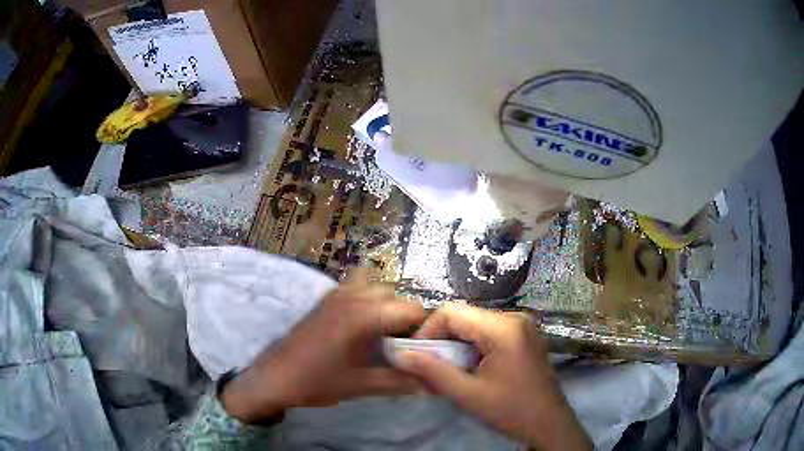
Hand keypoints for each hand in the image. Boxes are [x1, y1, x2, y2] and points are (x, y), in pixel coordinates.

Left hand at [221, 270, 424, 422]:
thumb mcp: (360, 385)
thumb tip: (432, 384)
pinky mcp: (326, 299)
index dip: (424, 327)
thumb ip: (399, 382)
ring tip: (383, 334)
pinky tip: (362, 325)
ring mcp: (336, 294)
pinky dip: (367, 299)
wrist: (274, 377)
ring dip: (386, 305)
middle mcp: (352, 296)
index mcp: (364, 316)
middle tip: (404, 345)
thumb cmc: (316, 382)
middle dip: (405, 317)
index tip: (423, 348)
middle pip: (395, 296)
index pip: (410, 309)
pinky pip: (355, 286)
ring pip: (375, 288)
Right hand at [392, 303, 591, 450]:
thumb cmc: (511, 411)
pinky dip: (471, 349)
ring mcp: (522, 326)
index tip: (415, 356)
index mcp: (504, 328)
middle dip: (440, 341)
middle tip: (427, 368)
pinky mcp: (523, 336)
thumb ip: (432, 372)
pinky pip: (488, 333)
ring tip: (446, 373)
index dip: (427, 331)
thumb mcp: (468, 395)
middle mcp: (515, 318)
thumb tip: (400, 355)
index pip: (452, 312)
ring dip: (455, 346)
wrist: (549, 424)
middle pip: (464, 317)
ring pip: (474, 325)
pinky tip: (467, 370)